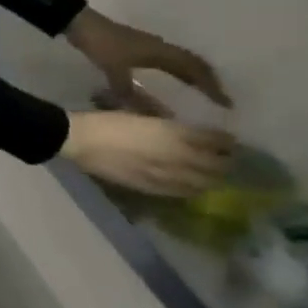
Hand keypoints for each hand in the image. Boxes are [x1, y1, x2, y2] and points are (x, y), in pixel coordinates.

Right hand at [61, 111, 235, 197]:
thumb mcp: (142, 115)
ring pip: (202, 183)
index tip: (229, 140)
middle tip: (226, 160)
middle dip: (225, 163)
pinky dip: (190, 189)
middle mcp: (177, 157)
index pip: (216, 141)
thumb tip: (190, 134)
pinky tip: (187, 187)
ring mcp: (165, 175)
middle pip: (216, 166)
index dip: (226, 141)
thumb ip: (168, 127)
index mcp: (174, 135)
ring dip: (211, 179)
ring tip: (210, 176)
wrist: (77, 140)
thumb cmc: (107, 121)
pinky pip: (180, 192)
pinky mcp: (150, 187)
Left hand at [65, 8, 230, 112]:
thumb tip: (149, 114)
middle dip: (209, 81)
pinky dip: (177, 70)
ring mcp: (151, 45)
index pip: (196, 70)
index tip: (226, 103)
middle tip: (219, 99)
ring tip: (203, 92)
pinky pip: (167, 60)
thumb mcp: (114, 70)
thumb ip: (128, 92)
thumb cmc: (101, 44)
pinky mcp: (139, 46)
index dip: (212, 87)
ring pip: (181, 61)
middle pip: (194, 64)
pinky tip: (172, 79)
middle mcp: (162, 47)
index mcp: (162, 52)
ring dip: (194, 74)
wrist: (80, 23)